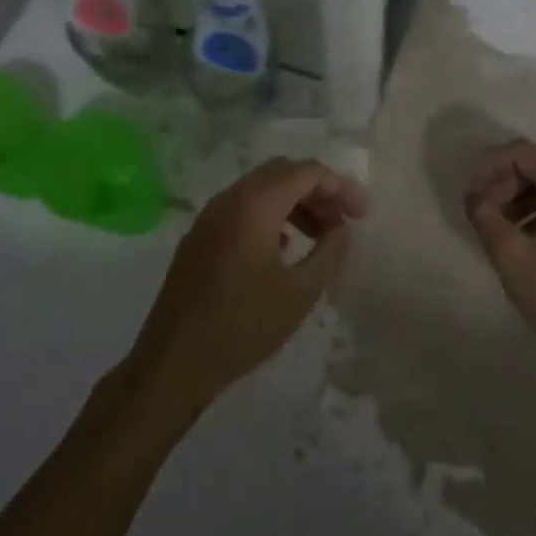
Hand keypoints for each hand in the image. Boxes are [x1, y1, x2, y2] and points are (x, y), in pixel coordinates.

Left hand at [129, 158, 364, 413]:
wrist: (173, 363)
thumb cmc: (242, 326)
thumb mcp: (300, 293)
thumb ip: (330, 252)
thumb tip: (340, 229)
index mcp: (254, 204)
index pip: (307, 172)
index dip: (340, 187)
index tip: (362, 216)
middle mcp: (230, 198)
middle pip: (284, 173)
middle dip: (318, 192)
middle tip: (341, 224)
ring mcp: (210, 215)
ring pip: (262, 189)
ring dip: (295, 204)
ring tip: (319, 238)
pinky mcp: (200, 236)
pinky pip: (243, 208)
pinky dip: (271, 216)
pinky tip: (284, 250)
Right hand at [465, 139, 535, 363]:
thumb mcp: (512, 257)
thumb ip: (486, 217)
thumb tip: (475, 198)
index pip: (523, 152)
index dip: (489, 166)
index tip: (470, 194)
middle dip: (503, 184)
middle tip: (481, 214)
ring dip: (517, 200)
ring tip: (496, 230)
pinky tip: (520, 242)